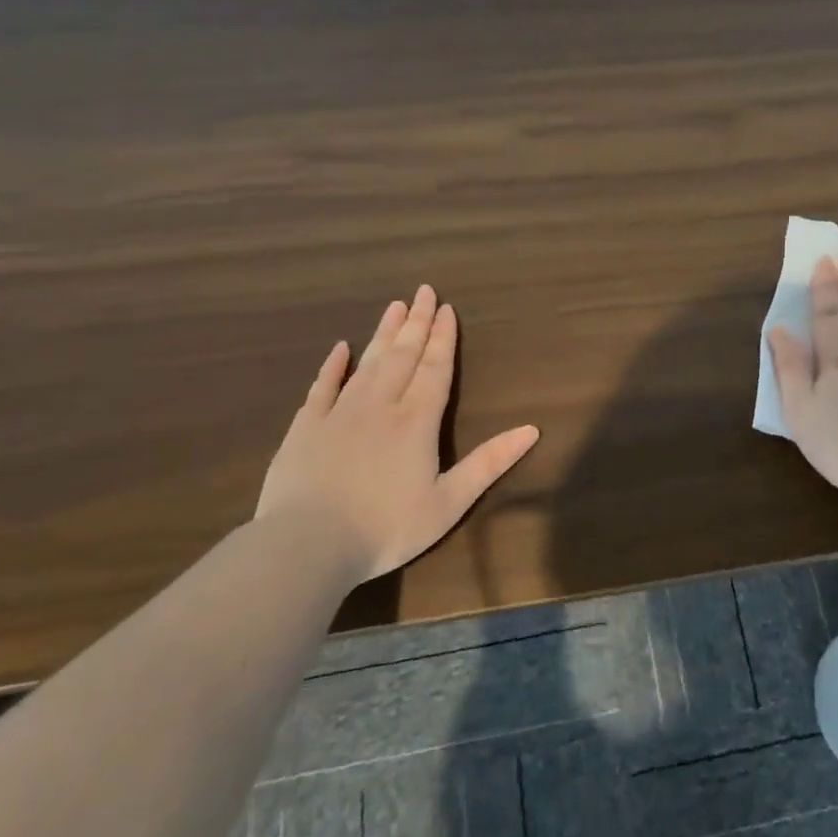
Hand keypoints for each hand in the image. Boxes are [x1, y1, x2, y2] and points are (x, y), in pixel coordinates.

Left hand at [256, 285, 539, 582]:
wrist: (307, 545)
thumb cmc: (386, 528)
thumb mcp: (449, 503)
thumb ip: (489, 463)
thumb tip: (532, 430)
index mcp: (416, 421)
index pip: (435, 369)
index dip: (443, 338)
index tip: (446, 308)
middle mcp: (380, 405)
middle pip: (403, 355)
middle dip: (416, 323)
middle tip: (423, 291)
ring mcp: (339, 413)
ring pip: (367, 363)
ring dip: (384, 333)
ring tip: (395, 306)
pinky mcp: (306, 427)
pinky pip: (323, 386)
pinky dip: (333, 365)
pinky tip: (341, 348)